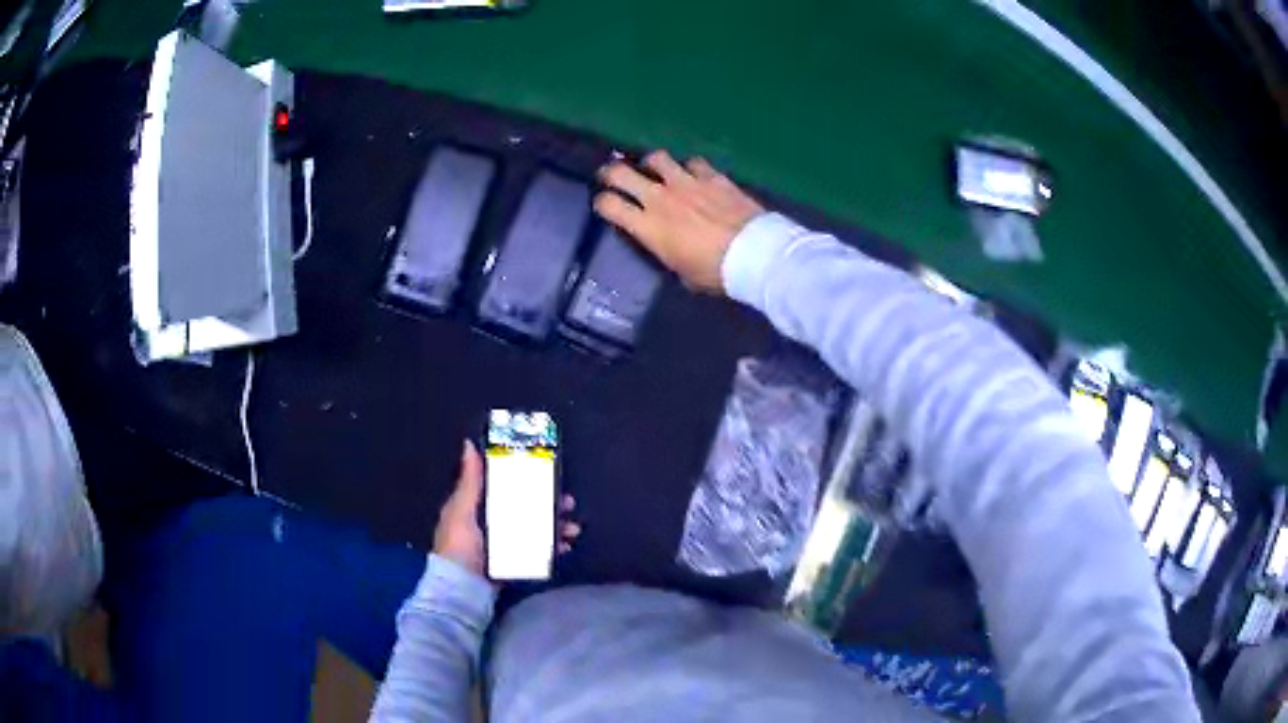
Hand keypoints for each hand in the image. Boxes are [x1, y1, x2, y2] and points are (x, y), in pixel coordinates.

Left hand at [433, 441, 581, 578]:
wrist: (462, 588)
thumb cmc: (459, 546)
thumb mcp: (461, 510)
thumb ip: (470, 482)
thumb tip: (469, 444)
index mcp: (476, 507)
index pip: (503, 486)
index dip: (525, 479)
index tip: (547, 473)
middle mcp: (491, 523)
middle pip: (525, 507)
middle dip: (549, 504)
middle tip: (569, 502)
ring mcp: (504, 545)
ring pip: (535, 528)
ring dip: (556, 526)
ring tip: (573, 528)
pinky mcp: (514, 562)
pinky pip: (538, 551)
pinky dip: (553, 547)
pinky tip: (566, 547)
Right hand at [594, 150, 763, 293]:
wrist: (754, 254)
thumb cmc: (715, 272)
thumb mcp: (681, 272)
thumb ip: (666, 251)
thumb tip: (667, 245)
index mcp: (648, 227)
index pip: (609, 205)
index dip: (601, 202)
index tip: (604, 204)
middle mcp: (660, 198)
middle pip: (621, 173)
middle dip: (611, 172)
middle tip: (612, 175)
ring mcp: (686, 182)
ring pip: (656, 158)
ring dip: (652, 163)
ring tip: (655, 169)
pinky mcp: (712, 176)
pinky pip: (693, 162)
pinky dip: (689, 167)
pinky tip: (694, 174)